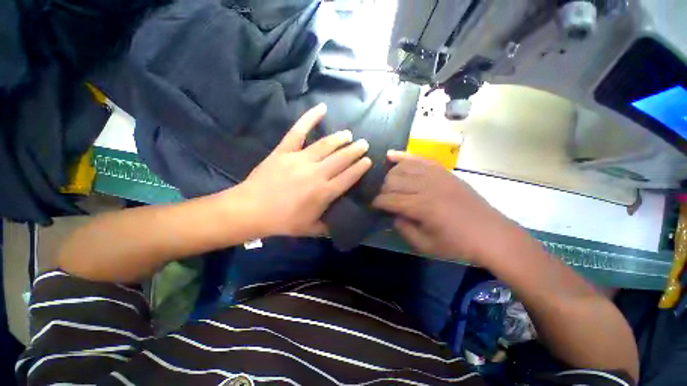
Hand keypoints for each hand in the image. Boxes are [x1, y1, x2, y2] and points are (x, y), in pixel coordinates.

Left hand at [235, 104, 371, 236]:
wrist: (251, 209)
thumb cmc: (283, 221)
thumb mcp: (310, 229)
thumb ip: (328, 226)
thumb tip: (340, 222)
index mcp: (324, 192)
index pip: (349, 177)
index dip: (360, 168)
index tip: (368, 160)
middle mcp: (316, 173)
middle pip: (341, 158)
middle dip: (355, 150)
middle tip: (363, 143)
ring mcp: (300, 159)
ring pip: (326, 145)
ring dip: (340, 138)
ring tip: (349, 134)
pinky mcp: (285, 150)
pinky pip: (299, 131)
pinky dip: (310, 118)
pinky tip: (322, 108)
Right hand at [373, 151, 520, 264]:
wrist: (491, 234)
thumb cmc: (457, 244)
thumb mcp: (425, 245)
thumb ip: (403, 228)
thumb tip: (392, 213)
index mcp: (422, 206)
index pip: (389, 199)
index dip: (377, 203)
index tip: (373, 206)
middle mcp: (426, 186)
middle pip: (393, 180)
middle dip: (383, 189)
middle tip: (384, 199)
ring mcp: (436, 175)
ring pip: (402, 167)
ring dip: (390, 175)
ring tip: (389, 184)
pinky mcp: (443, 171)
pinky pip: (419, 158)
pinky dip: (403, 156)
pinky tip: (391, 155)